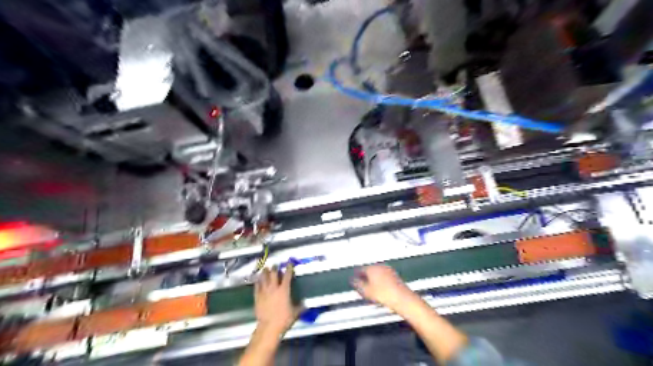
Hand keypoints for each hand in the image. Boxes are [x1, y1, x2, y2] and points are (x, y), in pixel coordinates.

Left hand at [254, 265, 298, 334]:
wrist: (269, 327)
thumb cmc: (283, 319)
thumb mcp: (295, 313)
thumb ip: (300, 307)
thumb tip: (306, 304)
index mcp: (284, 290)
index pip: (287, 276)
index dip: (289, 268)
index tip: (289, 263)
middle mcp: (274, 288)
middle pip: (273, 274)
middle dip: (274, 268)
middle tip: (275, 264)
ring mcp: (264, 292)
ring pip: (264, 278)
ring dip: (265, 272)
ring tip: (265, 268)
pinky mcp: (257, 297)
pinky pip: (257, 286)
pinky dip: (258, 281)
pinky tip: (258, 279)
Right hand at [352, 264, 416, 313]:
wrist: (402, 298)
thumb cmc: (382, 294)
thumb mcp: (366, 291)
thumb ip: (357, 284)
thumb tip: (352, 280)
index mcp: (371, 268)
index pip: (360, 269)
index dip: (355, 275)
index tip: (353, 280)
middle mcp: (379, 266)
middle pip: (368, 269)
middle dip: (364, 276)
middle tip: (361, 284)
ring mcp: (388, 269)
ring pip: (376, 272)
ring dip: (372, 278)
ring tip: (370, 287)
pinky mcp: (394, 275)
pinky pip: (383, 276)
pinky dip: (379, 280)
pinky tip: (380, 288)